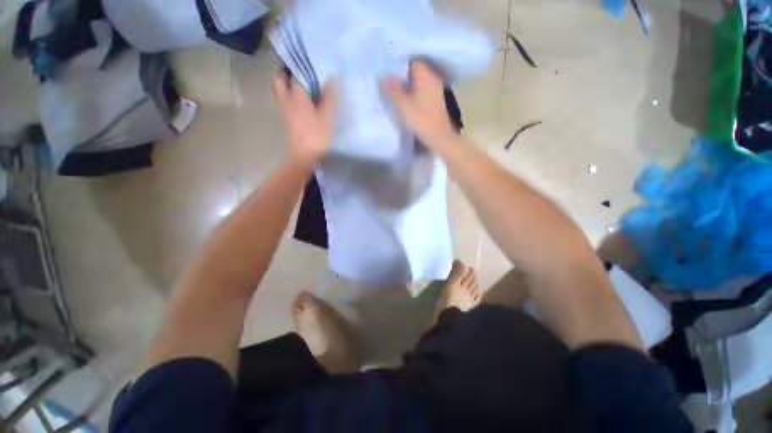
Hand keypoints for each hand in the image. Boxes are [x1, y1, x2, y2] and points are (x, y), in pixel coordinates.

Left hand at [272, 72, 335, 165]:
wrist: (304, 155)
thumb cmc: (317, 135)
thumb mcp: (328, 116)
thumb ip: (328, 96)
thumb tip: (330, 78)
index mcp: (297, 96)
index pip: (294, 73)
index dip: (300, 67)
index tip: (307, 64)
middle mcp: (285, 99)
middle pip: (278, 79)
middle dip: (285, 73)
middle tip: (298, 74)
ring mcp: (282, 109)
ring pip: (276, 89)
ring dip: (282, 83)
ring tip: (296, 85)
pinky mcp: (283, 118)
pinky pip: (279, 100)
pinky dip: (284, 95)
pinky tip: (296, 100)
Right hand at [381, 60, 457, 148]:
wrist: (440, 137)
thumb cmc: (422, 120)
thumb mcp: (404, 106)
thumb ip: (393, 90)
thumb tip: (383, 77)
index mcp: (425, 76)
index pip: (412, 60)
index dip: (400, 64)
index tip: (389, 71)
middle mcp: (433, 78)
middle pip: (416, 71)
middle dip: (403, 75)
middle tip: (390, 82)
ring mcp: (437, 90)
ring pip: (420, 81)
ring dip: (409, 85)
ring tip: (396, 92)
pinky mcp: (437, 100)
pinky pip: (424, 90)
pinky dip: (416, 93)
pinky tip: (408, 101)